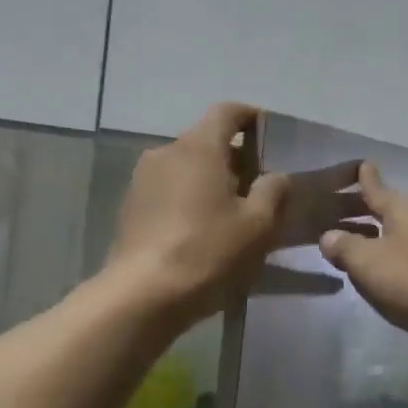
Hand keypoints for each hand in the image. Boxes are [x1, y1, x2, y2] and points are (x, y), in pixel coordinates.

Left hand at [107, 104, 367, 325]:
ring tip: (232, 212)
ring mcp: (142, 179)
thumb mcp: (258, 225)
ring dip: (211, 180)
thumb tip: (277, 175)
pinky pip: (168, 190)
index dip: (252, 118)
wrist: (142, 295)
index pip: (228, 112)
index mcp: (199, 146)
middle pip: (206, 141)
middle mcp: (166, 152)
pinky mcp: (130, 207)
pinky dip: (189, 199)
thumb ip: (274, 191)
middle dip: (235, 157)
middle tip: (261, 186)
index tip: (271, 137)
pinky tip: (202, 231)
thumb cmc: (208, 252)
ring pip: (186, 167)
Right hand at [317, 163, 407, 349]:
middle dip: (381, 213)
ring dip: (403, 238)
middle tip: (361, 218)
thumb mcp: (370, 266)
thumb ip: (345, 249)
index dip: (366, 180)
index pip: (376, 189)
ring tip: (387, 250)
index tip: (363, 164)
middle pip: (400, 210)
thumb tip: (329, 235)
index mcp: (403, 209)